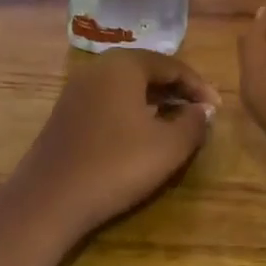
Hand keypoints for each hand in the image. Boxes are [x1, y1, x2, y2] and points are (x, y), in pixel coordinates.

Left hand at [13, 50, 218, 240]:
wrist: (48, 200)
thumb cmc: (116, 165)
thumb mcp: (168, 147)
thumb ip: (193, 123)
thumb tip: (203, 110)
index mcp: (125, 65)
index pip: (173, 65)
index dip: (199, 87)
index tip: (217, 109)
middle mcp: (99, 68)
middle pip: (148, 71)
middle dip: (177, 91)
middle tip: (200, 114)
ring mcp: (78, 90)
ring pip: (128, 87)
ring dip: (155, 102)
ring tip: (176, 125)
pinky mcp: (66, 114)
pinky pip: (109, 102)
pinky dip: (132, 112)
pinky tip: (142, 136)